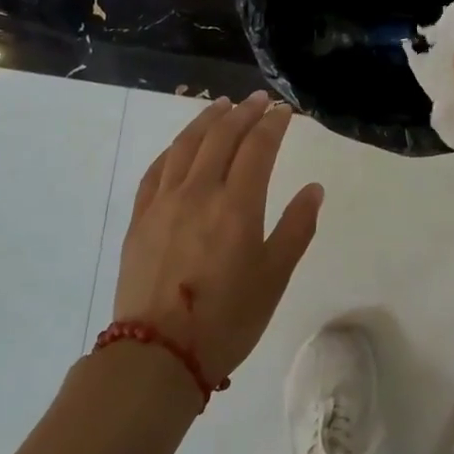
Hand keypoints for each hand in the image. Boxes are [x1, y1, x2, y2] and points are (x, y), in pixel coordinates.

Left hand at [112, 92, 324, 384]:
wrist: (158, 353)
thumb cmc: (227, 318)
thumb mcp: (275, 277)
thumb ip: (296, 228)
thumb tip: (314, 189)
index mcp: (237, 205)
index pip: (257, 148)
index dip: (273, 124)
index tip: (284, 111)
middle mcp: (198, 192)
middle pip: (221, 137)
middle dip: (243, 113)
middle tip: (258, 100)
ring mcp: (163, 202)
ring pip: (185, 146)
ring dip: (206, 120)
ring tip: (221, 106)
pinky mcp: (140, 218)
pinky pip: (156, 170)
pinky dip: (173, 149)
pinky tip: (180, 146)